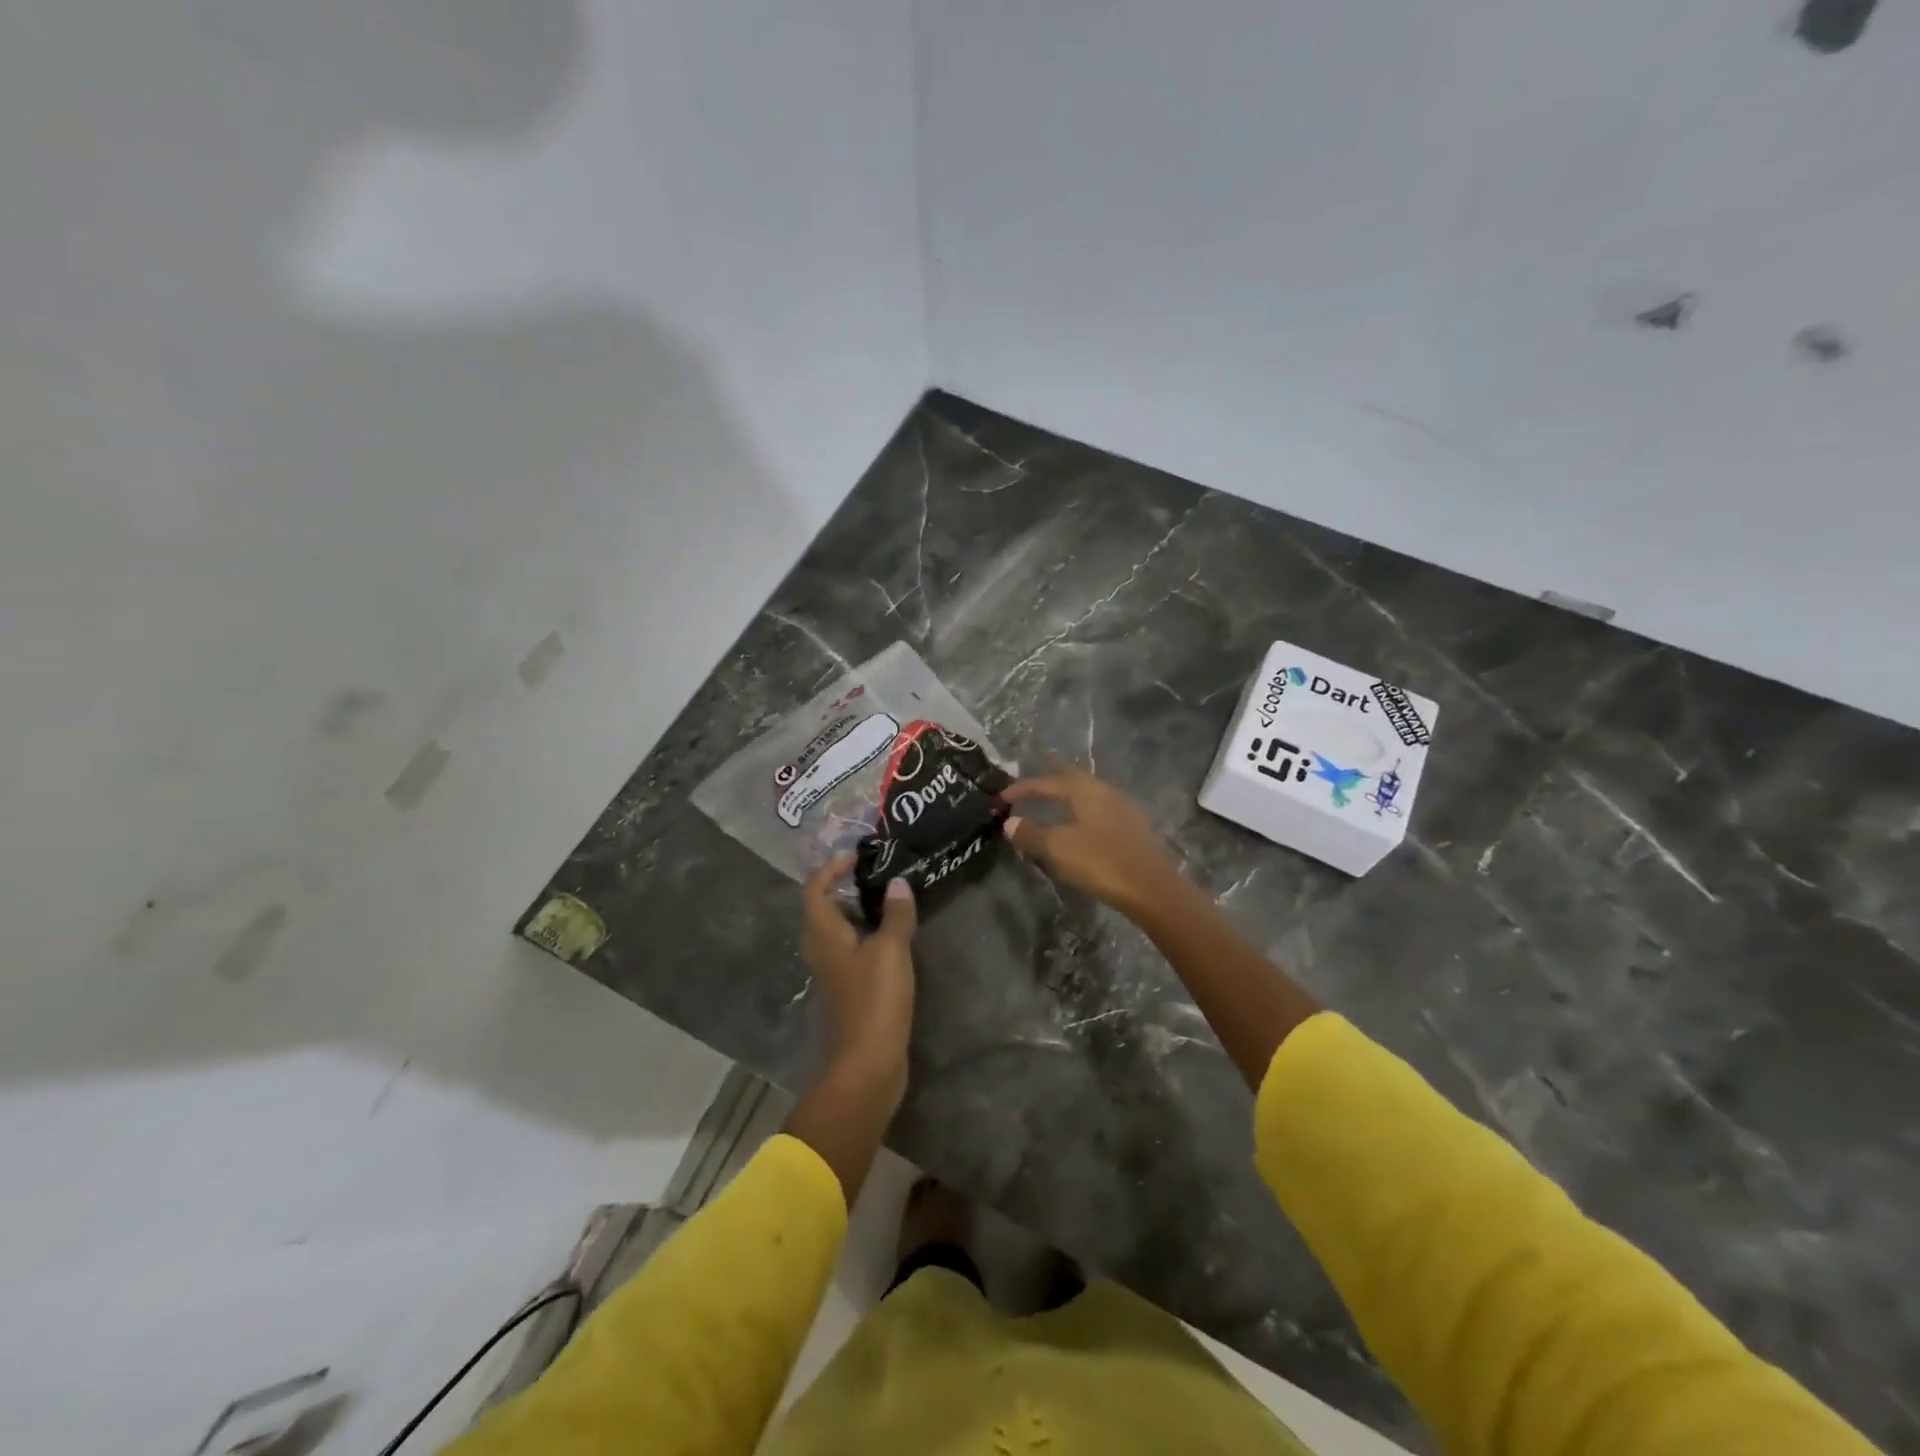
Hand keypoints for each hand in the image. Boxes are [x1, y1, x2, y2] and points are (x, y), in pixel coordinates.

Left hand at [799, 854, 917, 1081]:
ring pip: (836, 929)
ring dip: (855, 910)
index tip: (858, 856)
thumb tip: (898, 882)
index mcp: (823, 934)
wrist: (867, 1064)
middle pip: (822, 907)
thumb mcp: (891, 951)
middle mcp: (820, 949)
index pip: (815, 888)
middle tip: (875, 873)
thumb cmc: (874, 1000)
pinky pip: (850, 949)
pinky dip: (865, 934)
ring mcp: (832, 972)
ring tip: (887, 898)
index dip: (832, 868)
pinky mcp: (847, 989)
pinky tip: (891, 935)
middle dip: (843, 886)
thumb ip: (895, 914)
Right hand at [1001, 766, 1182, 919]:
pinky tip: (1081, 822)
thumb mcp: (1058, 848)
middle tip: (1034, 774)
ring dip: (1068, 792)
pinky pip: (1100, 808)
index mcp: (1085, 790)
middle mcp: (1105, 791)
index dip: (1022, 788)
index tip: (1002, 797)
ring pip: (1089, 792)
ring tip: (1054, 798)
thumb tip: (1010, 822)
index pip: (1047, 782)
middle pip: (1073, 777)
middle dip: (1051, 776)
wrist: (1152, 888)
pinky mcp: (1133, 828)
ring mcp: (1122, 808)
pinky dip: (1083, 809)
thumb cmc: (1100, 862)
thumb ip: (1031, 833)